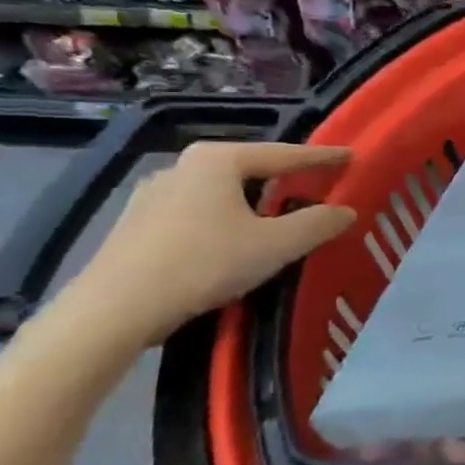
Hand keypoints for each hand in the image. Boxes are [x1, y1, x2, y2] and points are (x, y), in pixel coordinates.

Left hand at [71, 142, 355, 344]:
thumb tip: (347, 211)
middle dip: (283, 178)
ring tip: (276, 217)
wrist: (114, 310)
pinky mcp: (137, 223)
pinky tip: (231, 241)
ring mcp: (154, 193)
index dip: (322, 158)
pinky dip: (224, 219)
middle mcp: (185, 166)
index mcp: (219, 160)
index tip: (351, 156)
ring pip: (221, 191)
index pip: (285, 154)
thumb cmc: (204, 263)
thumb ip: (317, 224)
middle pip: (250, 169)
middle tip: (315, 186)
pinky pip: (197, 211)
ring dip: (252, 202)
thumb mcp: (276, 245)